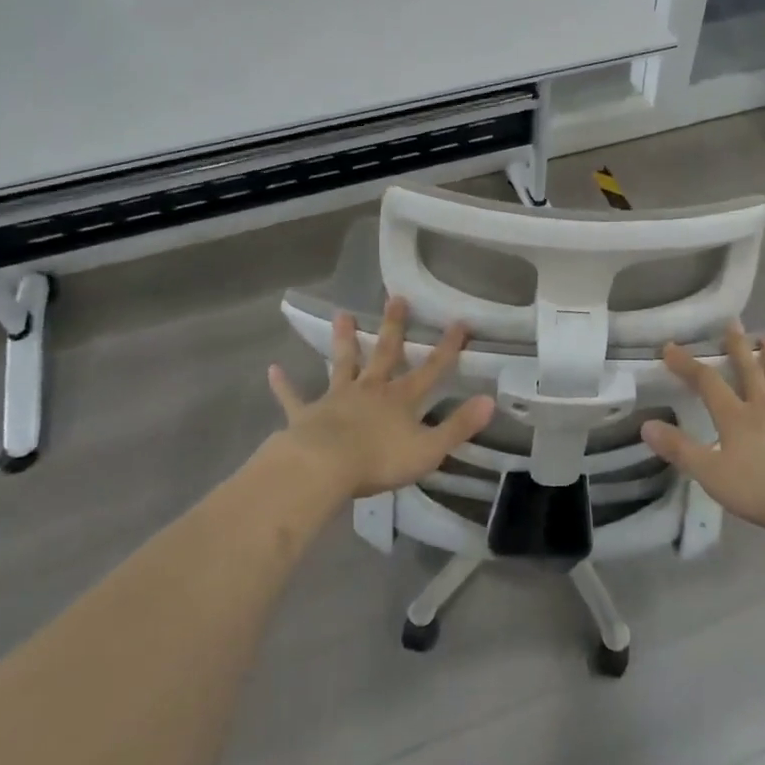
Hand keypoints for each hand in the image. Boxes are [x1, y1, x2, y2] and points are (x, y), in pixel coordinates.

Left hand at [267, 297, 494, 499]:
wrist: (323, 467)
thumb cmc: (379, 461)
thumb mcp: (429, 449)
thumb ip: (459, 426)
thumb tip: (491, 401)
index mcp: (400, 400)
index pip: (431, 370)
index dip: (447, 348)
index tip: (460, 322)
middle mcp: (370, 390)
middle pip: (385, 354)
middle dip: (394, 326)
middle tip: (396, 297)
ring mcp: (336, 399)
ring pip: (342, 364)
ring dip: (343, 340)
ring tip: (342, 314)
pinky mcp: (306, 415)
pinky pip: (294, 398)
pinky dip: (284, 385)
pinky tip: (273, 370)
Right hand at [641, 326, 764, 537]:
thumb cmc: (764, 488)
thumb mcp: (712, 474)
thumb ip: (680, 449)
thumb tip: (646, 425)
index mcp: (735, 418)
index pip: (707, 383)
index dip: (687, 364)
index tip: (670, 347)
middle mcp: (764, 409)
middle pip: (749, 372)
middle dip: (737, 348)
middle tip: (733, 323)